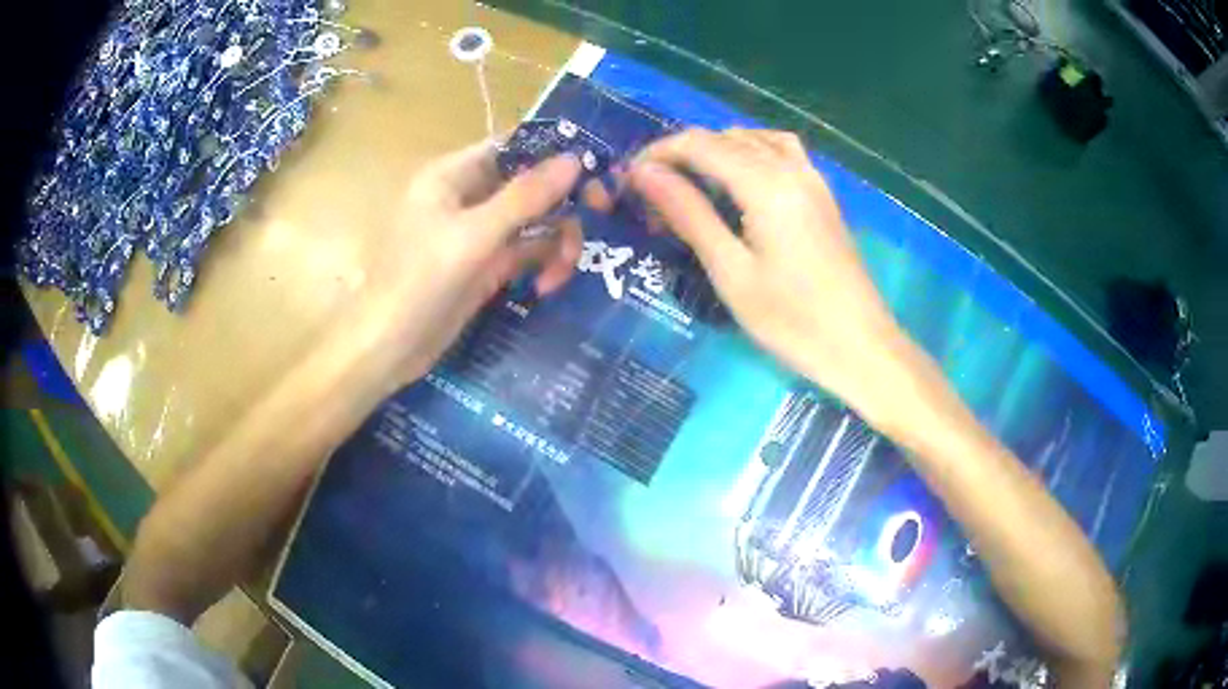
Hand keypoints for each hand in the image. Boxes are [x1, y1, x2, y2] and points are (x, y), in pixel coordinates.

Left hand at [359, 141, 582, 385]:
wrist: (387, 349)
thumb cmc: (417, 283)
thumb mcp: (473, 237)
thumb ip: (524, 197)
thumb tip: (575, 159)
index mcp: (452, 175)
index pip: (513, 147)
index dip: (554, 153)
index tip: (596, 169)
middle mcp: (467, 197)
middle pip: (530, 184)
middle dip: (562, 203)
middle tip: (599, 216)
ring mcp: (478, 233)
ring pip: (534, 220)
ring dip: (556, 241)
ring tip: (559, 274)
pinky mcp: (486, 266)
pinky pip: (527, 252)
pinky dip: (543, 264)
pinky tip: (547, 286)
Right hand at [625, 128, 910, 422]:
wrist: (861, 346)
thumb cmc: (792, 320)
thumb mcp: (730, 271)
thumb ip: (688, 213)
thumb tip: (644, 172)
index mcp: (766, 183)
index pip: (699, 144)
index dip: (658, 153)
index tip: (629, 180)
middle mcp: (791, 168)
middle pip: (725, 137)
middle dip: (683, 155)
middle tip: (655, 195)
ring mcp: (812, 178)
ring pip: (754, 139)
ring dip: (716, 151)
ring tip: (691, 184)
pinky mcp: (822, 195)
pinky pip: (780, 152)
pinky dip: (750, 153)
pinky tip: (740, 181)